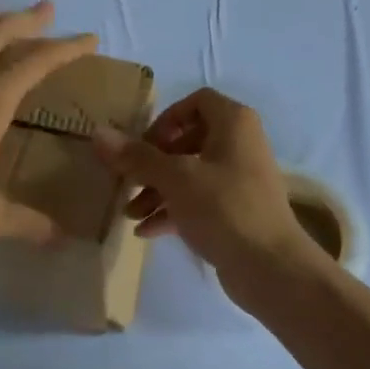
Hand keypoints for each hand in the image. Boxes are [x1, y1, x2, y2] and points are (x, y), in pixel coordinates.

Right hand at [93, 88, 319, 295]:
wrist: (270, 266)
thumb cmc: (224, 208)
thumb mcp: (175, 178)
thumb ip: (137, 157)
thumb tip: (98, 133)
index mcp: (234, 123)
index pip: (196, 101)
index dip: (166, 119)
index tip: (144, 145)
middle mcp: (239, 144)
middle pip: (188, 140)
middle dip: (153, 163)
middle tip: (128, 182)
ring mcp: (238, 179)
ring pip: (189, 174)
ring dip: (157, 190)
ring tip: (129, 214)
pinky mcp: (235, 211)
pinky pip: (198, 201)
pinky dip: (172, 211)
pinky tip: (145, 231)